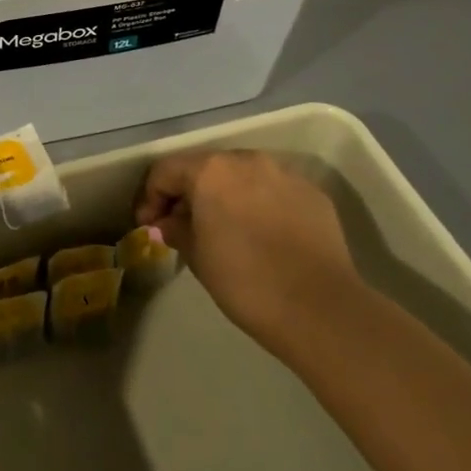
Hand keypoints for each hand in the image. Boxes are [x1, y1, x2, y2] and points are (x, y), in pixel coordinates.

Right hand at [134, 149, 359, 352]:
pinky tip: (262, 235)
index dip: (151, 197)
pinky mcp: (312, 194)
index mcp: (211, 170)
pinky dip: (259, 205)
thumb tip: (167, 223)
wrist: (320, 309)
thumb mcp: (197, 257)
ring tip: (224, 229)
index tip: (150, 226)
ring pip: (242, 176)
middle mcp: (246, 160)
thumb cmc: (245, 281)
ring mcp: (283, 174)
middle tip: (182, 226)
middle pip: (205, 168)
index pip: (166, 171)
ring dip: (226, 196)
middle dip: (189, 193)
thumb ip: (176, 229)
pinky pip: (274, 191)